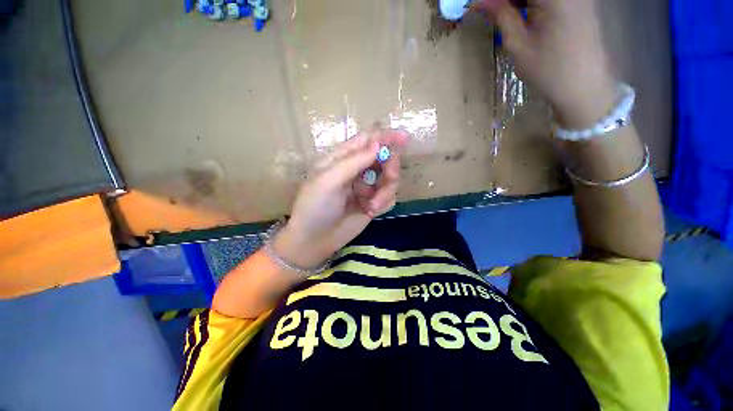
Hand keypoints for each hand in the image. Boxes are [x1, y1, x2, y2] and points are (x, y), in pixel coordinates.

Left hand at [274, 129, 408, 268]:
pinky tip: (372, 211)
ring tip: (373, 205)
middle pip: (383, 158)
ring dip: (386, 190)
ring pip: (389, 179)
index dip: (385, 137)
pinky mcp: (372, 203)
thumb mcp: (329, 180)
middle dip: (390, 166)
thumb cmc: (315, 206)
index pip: (367, 141)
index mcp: (341, 159)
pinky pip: (388, 196)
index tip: (404, 138)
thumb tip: (378, 143)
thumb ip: (354, 161)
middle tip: (390, 177)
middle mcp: (356, 170)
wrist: (314, 240)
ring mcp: (366, 187)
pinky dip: (384, 202)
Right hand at [474, 0, 615, 127]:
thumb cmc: (549, 70)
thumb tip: (477, 1)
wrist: (584, 86)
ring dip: (517, 1)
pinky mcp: (578, 0)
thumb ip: (500, 15)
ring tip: (502, 14)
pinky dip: (530, 3)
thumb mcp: (518, 44)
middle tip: (490, 10)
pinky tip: (520, 13)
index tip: (479, 4)